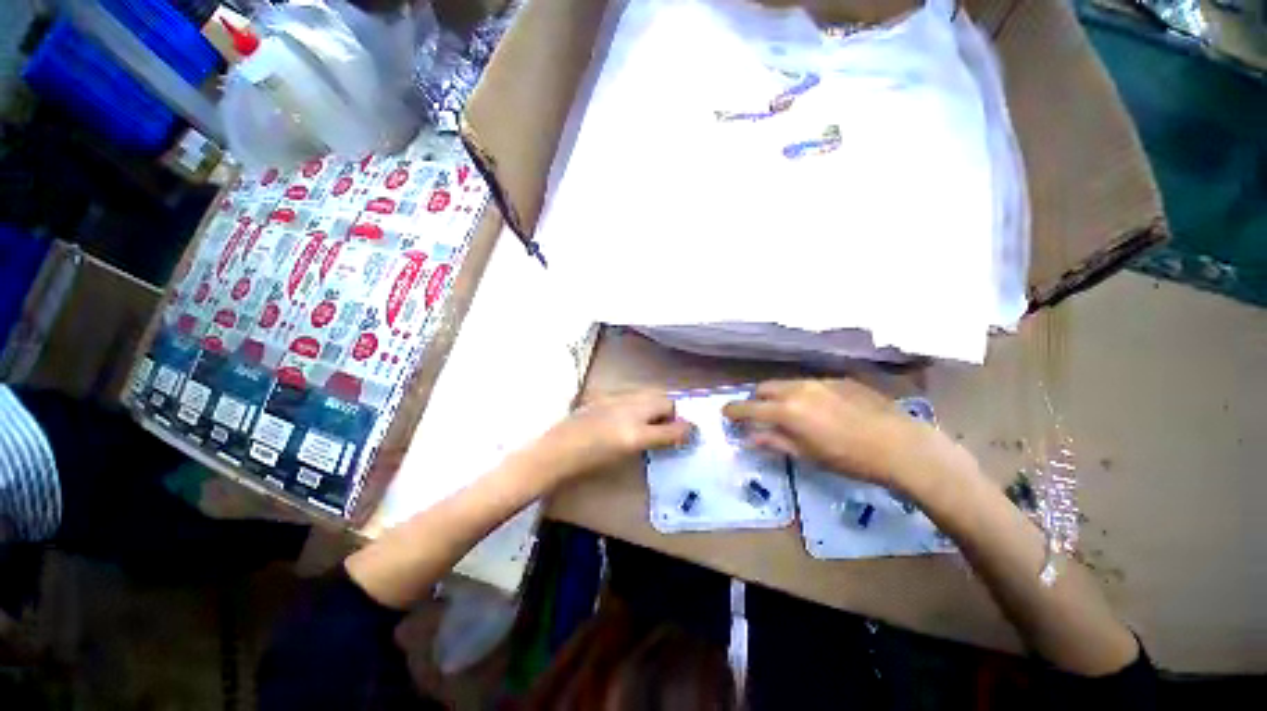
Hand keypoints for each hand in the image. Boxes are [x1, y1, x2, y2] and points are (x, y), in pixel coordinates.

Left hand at [532, 390, 692, 483]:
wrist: (555, 452)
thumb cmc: (591, 459)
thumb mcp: (629, 450)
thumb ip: (660, 438)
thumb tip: (684, 431)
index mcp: (636, 423)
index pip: (671, 416)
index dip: (684, 425)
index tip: (690, 434)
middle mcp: (629, 406)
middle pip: (661, 400)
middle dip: (672, 411)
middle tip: (672, 429)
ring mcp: (615, 400)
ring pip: (647, 396)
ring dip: (658, 407)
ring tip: (655, 424)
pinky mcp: (604, 399)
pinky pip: (633, 397)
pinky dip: (641, 405)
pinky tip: (633, 418)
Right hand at [722, 379, 932, 489]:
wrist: (900, 445)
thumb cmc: (849, 458)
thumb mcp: (807, 455)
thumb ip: (775, 442)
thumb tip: (751, 437)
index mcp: (787, 410)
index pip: (749, 407)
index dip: (734, 410)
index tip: (725, 413)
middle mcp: (798, 389)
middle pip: (765, 387)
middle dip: (756, 399)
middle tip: (758, 413)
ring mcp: (820, 381)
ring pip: (788, 383)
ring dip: (779, 395)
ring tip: (789, 411)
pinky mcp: (839, 380)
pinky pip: (811, 384)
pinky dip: (803, 394)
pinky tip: (821, 409)